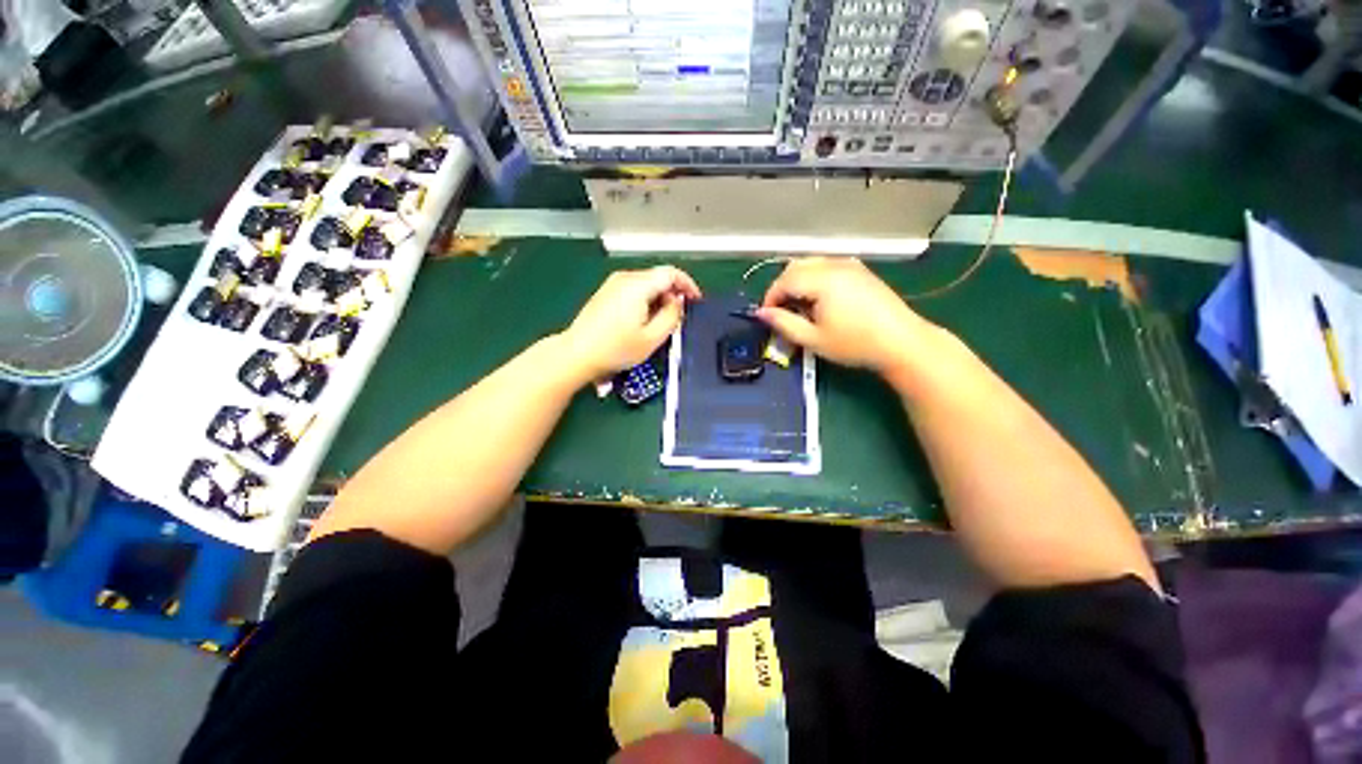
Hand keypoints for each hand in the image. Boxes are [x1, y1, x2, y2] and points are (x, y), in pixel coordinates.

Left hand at [560, 266, 702, 380]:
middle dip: (673, 295)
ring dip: (659, 300)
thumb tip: (678, 302)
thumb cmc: (616, 349)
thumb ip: (672, 316)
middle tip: (677, 319)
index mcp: (638, 285)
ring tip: (660, 324)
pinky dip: (645, 301)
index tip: (696, 301)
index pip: (671, 273)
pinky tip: (642, 322)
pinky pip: (634, 290)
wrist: (577, 354)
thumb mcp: (652, 338)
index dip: (688, 285)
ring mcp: (613, 284)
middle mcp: (625, 278)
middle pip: (658, 278)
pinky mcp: (606, 293)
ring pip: (646, 284)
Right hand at [756, 257, 938, 374]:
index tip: (767, 316)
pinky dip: (814, 278)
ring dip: (797, 281)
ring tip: (799, 307)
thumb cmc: (855, 344)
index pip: (785, 280)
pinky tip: (819, 299)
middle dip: (782, 287)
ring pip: (812, 263)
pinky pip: (827, 266)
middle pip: (796, 266)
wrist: (902, 342)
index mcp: (823, 280)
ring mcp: (850, 265)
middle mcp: (835, 265)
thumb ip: (783, 323)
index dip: (771, 297)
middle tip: (780, 311)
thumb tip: (761, 313)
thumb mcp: (813, 339)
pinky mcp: (860, 270)